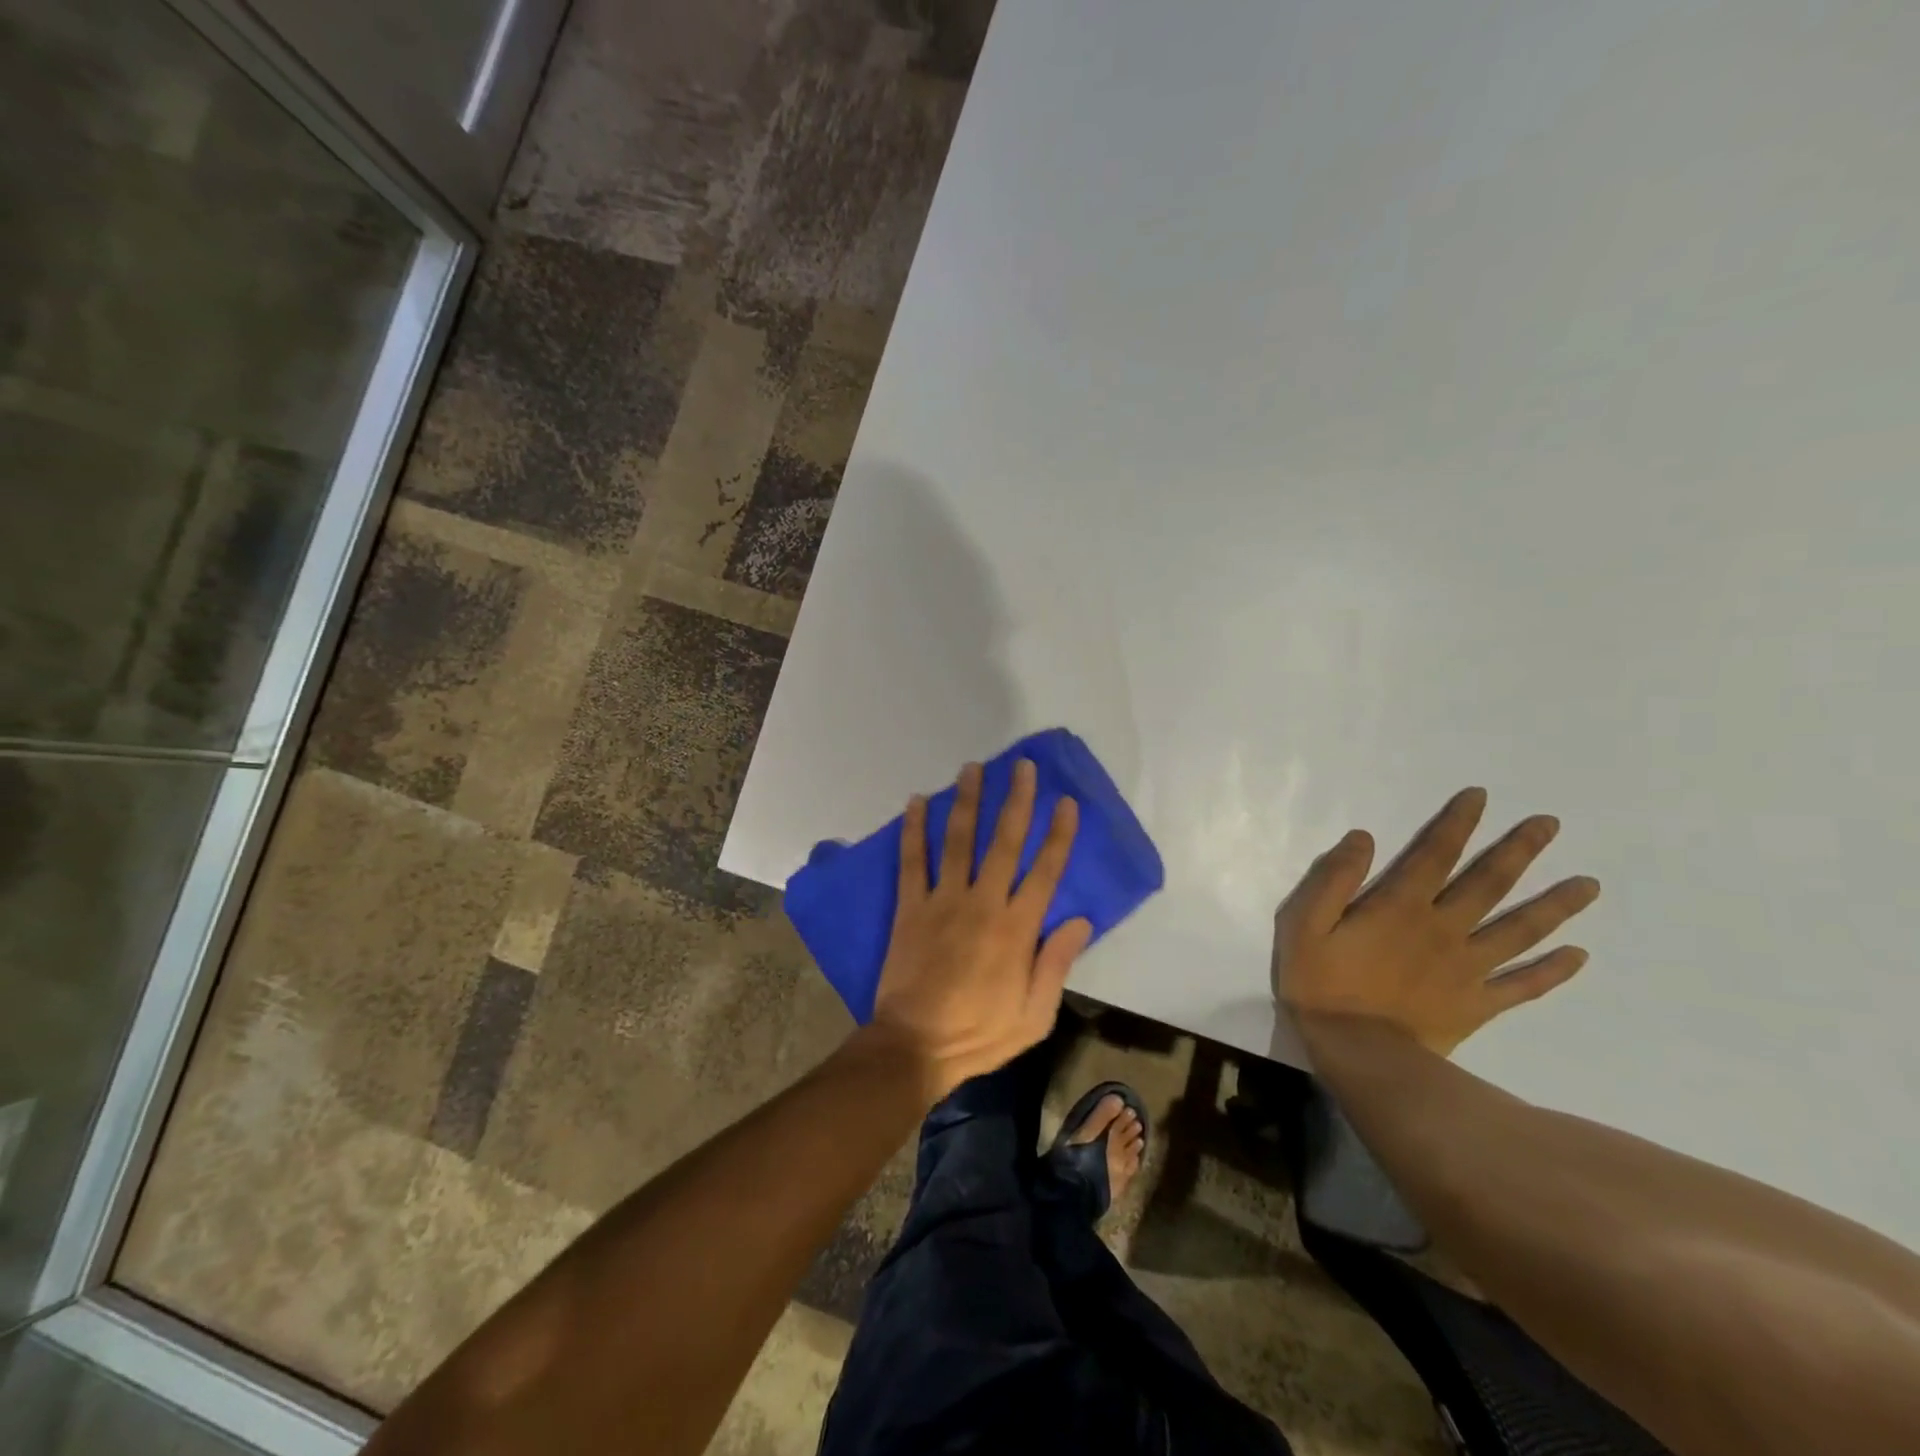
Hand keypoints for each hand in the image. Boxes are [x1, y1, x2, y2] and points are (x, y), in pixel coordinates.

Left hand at [866, 759, 1092, 1101]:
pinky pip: (912, 861)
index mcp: (1017, 929)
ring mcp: (943, 901)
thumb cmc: (980, 1033)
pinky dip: (913, 829)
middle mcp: (982, 903)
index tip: (1066, 802)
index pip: (1045, 871)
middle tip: (1022, 767)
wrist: (915, 1046)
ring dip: (967, 801)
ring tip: (972, 768)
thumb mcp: (1035, 1015)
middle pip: (1004, 842)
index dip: (1059, 834)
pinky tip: (915, 801)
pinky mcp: (910, 907)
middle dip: (1016, 801)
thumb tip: (1081, 920)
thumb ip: (1056, 963)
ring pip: (958, 840)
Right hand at [1272, 787, 1600, 1055]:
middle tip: (1551, 824)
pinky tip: (1579, 955)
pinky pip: (1523, 985)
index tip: (1481, 797)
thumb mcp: (1304, 924)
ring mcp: (1468, 968)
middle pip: (1489, 884)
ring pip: (1519, 930)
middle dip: (1519, 851)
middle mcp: (1444, 929)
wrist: (1358, 1053)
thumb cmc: (1322, 983)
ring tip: (1589, 884)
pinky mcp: (1478, 1003)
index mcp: (1401, 906)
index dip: (1457, 823)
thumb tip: (1364, 839)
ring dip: (1556, 905)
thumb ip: (1333, 879)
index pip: (1435, 854)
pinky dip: (1553, 970)